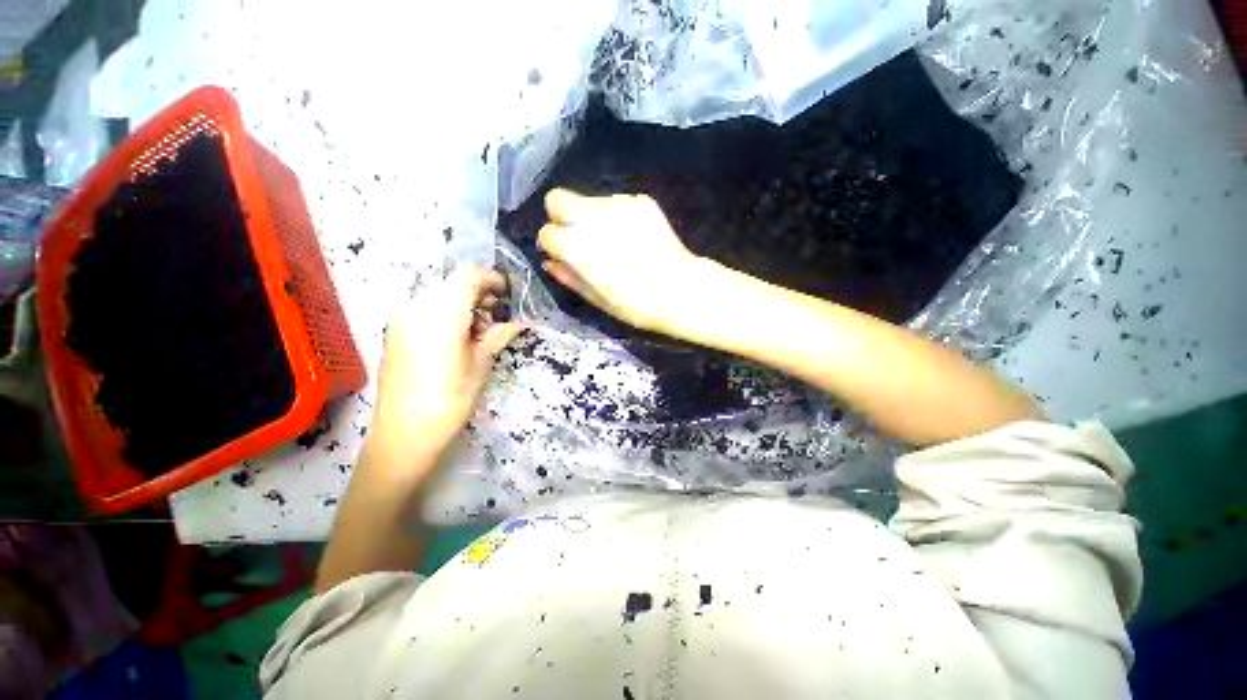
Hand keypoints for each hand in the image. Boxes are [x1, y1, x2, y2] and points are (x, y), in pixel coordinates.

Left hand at [372, 266, 523, 461]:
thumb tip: (518, 322)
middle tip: (498, 314)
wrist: (405, 433)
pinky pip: (425, 308)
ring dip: (463, 302)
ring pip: (438, 294)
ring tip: (480, 329)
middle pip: (452, 282)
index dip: (492, 278)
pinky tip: (458, 336)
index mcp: (441, 314)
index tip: (508, 294)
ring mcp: (401, 319)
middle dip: (479, 292)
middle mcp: (416, 307)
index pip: (468, 275)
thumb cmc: (451, 399)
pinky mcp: (395, 332)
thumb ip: (499, 335)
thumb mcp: (482, 364)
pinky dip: (446, 312)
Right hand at [538, 188, 700, 331]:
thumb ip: (569, 277)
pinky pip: (618, 202)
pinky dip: (619, 217)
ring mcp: (618, 204)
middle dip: (560, 216)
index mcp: (576, 246)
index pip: (546, 233)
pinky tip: (634, 237)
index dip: (552, 245)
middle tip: (578, 238)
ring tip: (614, 242)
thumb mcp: (597, 298)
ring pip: (590, 201)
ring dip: (592, 218)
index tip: (563, 255)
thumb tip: (551, 262)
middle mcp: (591, 218)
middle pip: (557, 199)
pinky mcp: (640, 201)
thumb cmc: (635, 304)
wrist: (680, 290)